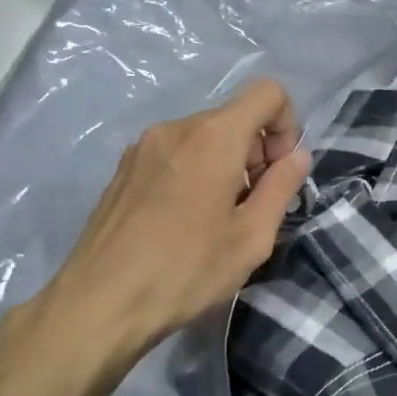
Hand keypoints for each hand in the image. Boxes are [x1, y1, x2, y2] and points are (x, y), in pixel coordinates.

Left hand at [6, 79, 310, 373]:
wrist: (100, 302)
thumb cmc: (186, 270)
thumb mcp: (252, 237)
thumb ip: (282, 187)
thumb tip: (297, 155)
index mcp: (214, 137)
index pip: (268, 93)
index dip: (287, 126)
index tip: (279, 174)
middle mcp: (176, 127)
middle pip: (235, 118)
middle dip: (257, 154)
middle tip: (253, 208)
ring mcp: (143, 147)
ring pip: (204, 138)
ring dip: (226, 166)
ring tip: (217, 221)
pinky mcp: (123, 169)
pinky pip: (175, 155)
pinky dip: (195, 174)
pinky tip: (184, 223)